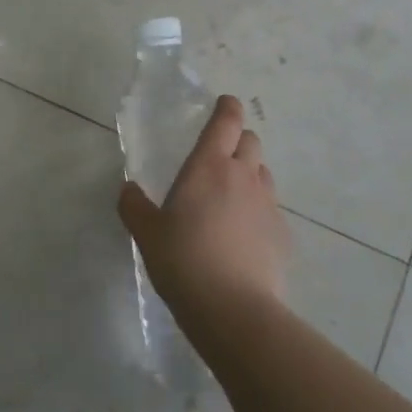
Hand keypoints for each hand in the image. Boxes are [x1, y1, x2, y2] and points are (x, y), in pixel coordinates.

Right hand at [118, 95, 287, 325]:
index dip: (227, 107)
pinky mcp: (282, 234)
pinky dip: (258, 210)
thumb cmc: (183, 259)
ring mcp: (268, 205)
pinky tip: (243, 234)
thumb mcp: (146, 233)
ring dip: (250, 174)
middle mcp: (243, 176)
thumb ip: (134, 206)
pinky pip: (271, 209)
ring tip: (230, 195)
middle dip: (238, 140)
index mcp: (209, 166)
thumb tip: (128, 190)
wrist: (233, 308)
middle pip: (251, 142)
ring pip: (263, 174)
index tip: (224, 103)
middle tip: (219, 155)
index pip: (226, 121)